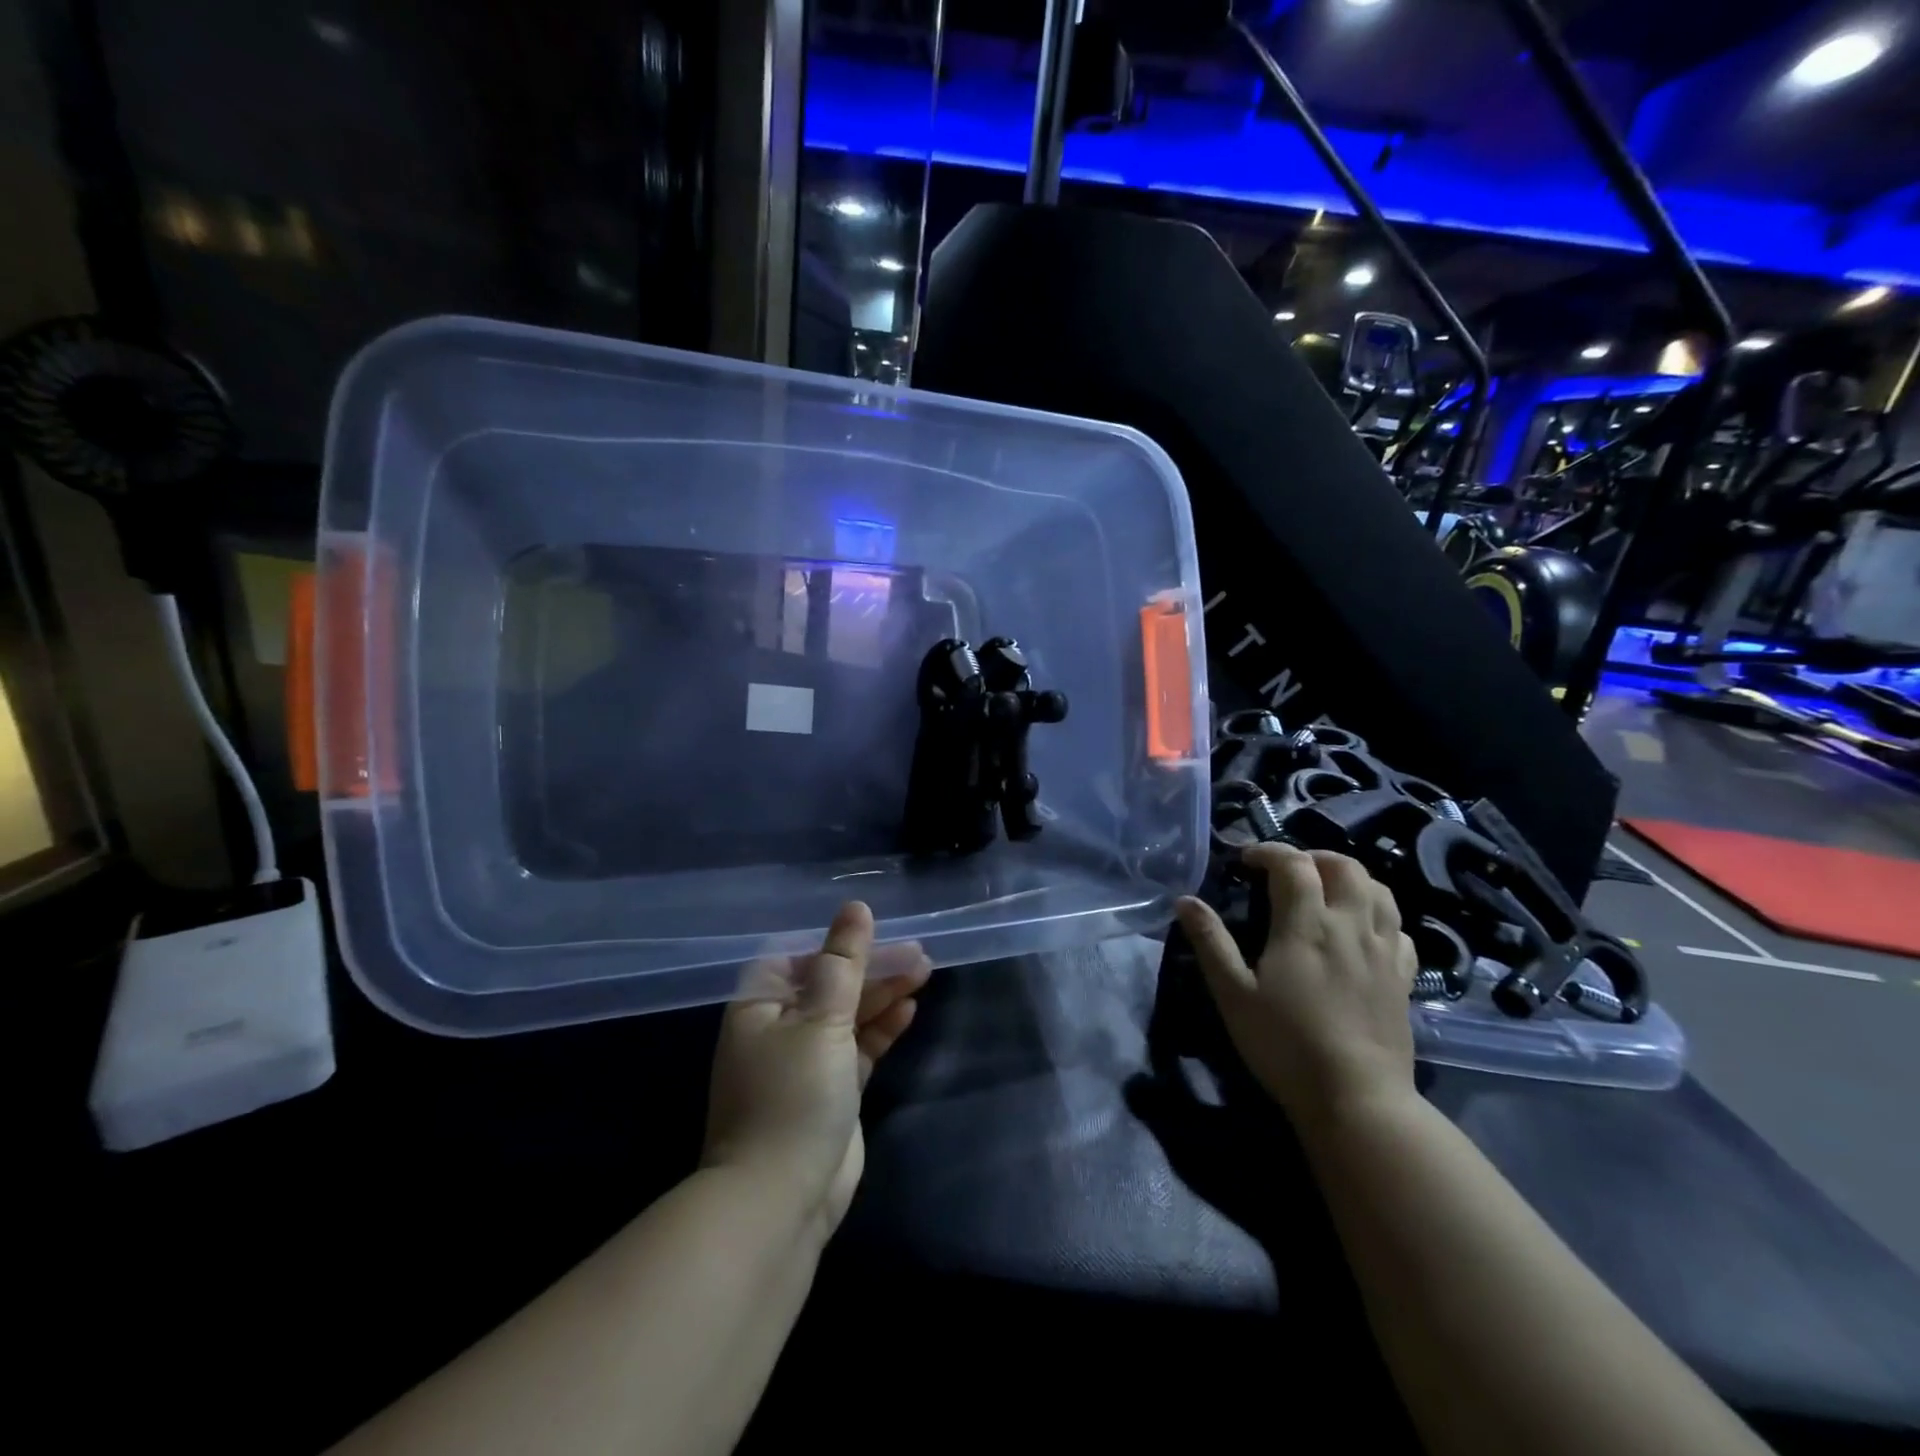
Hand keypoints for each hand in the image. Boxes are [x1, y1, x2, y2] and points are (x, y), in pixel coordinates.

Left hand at [701, 901, 930, 1243]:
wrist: (780, 1199)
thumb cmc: (793, 1095)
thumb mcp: (821, 1019)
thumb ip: (844, 962)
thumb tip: (856, 908)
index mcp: (761, 1005)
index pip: (800, 957)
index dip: (839, 943)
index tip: (879, 932)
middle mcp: (780, 1028)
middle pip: (831, 983)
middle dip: (872, 967)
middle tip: (919, 953)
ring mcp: (806, 1061)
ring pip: (849, 1014)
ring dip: (883, 993)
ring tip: (924, 971)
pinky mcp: (832, 1091)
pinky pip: (859, 1046)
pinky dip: (882, 1027)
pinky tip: (909, 1009)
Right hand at [1175, 843, 1416, 1131]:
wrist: (1357, 1100)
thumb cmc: (1286, 1045)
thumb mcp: (1233, 994)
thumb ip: (1210, 942)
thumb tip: (1185, 900)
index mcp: (1307, 925)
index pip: (1294, 864)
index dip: (1269, 851)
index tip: (1245, 860)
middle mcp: (1351, 926)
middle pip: (1345, 867)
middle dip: (1313, 857)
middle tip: (1286, 870)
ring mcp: (1384, 952)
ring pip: (1379, 891)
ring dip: (1350, 878)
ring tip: (1325, 889)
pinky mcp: (1404, 979)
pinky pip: (1400, 929)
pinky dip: (1379, 914)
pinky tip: (1362, 930)